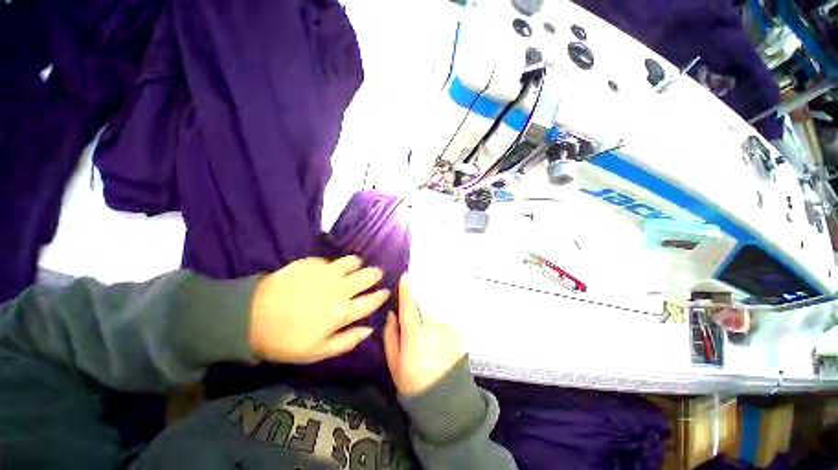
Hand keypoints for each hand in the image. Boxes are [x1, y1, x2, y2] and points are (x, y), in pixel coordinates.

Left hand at [248, 256, 389, 363]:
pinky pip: (332, 260)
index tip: (386, 291)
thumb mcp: (317, 351)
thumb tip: (369, 330)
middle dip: (375, 274)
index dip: (382, 295)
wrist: (252, 316)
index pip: (372, 300)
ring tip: (356, 266)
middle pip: (368, 276)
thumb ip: (347, 340)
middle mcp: (341, 288)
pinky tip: (329, 268)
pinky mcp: (313, 262)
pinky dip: (335, 264)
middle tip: (376, 275)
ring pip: (354, 261)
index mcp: (343, 311)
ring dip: (358, 264)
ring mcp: (328, 272)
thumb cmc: (286, 339)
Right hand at [384, 276, 465, 396]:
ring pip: (432, 316)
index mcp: (414, 336)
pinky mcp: (457, 333)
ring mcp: (447, 330)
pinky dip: (438, 328)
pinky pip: (443, 323)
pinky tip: (438, 345)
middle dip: (417, 312)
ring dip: (428, 322)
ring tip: (428, 343)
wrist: (445, 399)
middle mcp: (432, 328)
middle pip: (422, 309)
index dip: (406, 291)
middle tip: (415, 331)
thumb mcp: (394, 363)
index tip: (405, 277)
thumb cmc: (413, 383)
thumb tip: (392, 313)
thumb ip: (391, 334)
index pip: (408, 307)